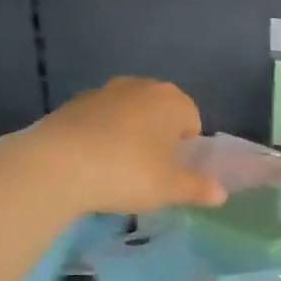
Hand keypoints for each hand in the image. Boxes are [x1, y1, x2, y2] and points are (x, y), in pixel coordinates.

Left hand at [0, 77, 225, 215]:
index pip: (192, 119)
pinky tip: (90, 161)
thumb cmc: (127, 172)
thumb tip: (221, 193)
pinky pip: (99, 118)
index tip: (171, 171)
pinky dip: (100, 134)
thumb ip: (197, 188)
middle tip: (147, 170)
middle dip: (158, 136)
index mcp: (172, 100)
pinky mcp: (74, 102)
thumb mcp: (169, 188)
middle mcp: (141, 86)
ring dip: (128, 133)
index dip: (185, 147)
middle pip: (160, 111)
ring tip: (116, 167)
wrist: (58, 164)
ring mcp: (105, 91)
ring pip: (128, 112)